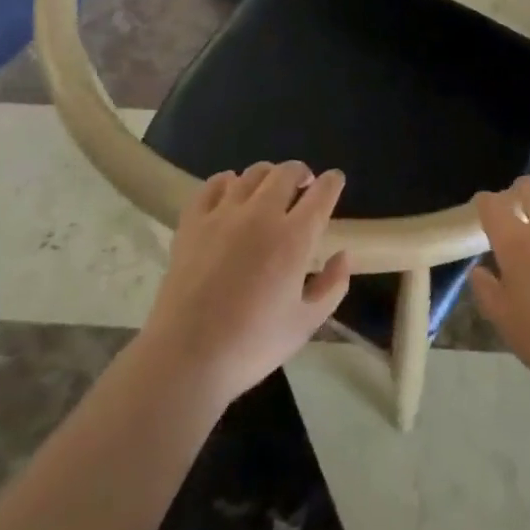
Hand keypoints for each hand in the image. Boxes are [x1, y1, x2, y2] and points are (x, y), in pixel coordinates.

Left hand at [138, 162, 351, 409]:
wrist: (186, 356)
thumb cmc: (252, 345)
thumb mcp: (306, 324)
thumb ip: (332, 286)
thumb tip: (343, 255)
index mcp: (294, 238)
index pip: (321, 193)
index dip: (332, 182)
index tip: (335, 180)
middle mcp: (262, 214)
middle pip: (286, 172)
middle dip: (301, 173)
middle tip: (304, 185)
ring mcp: (224, 213)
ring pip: (252, 173)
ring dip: (268, 175)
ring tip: (270, 189)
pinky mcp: (194, 220)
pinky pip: (214, 184)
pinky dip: (228, 181)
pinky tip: (231, 192)